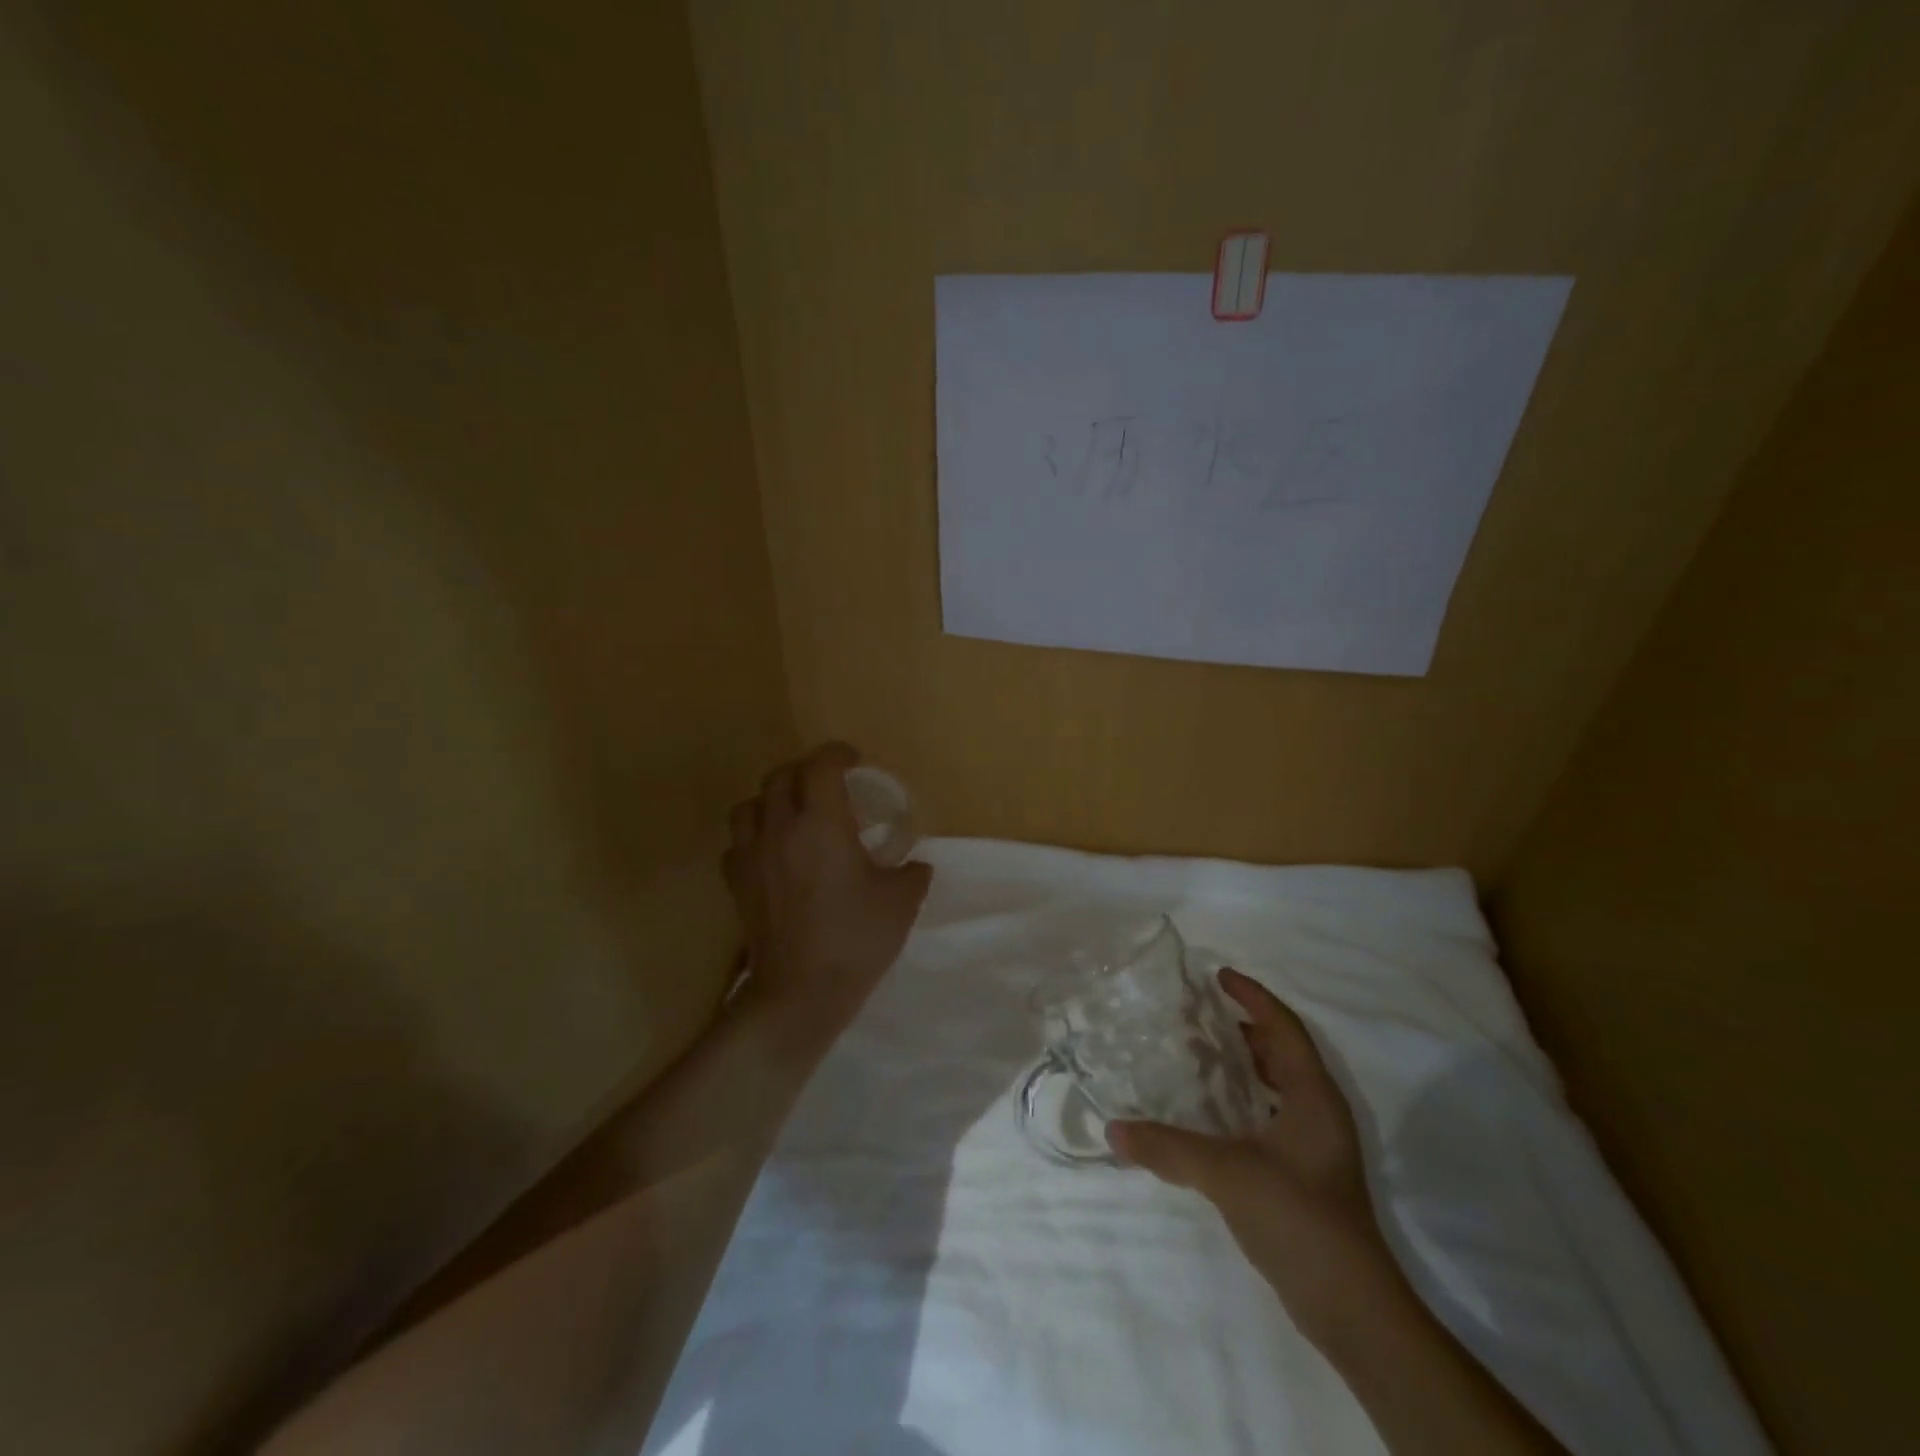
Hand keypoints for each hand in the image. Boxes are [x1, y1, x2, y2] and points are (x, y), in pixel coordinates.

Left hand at [723, 742, 932, 1053]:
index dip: (838, 753)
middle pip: (780, 776)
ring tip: (793, 813)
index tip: (854, 760)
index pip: (821, 765)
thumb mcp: (901, 902)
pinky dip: (753, 837)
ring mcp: (752, 856)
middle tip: (828, 783)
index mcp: (822, 823)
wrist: (800, 992)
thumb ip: (911, 873)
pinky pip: (737, 844)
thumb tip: (915, 865)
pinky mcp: (737, 884)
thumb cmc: (855, 939)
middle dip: (805, 770)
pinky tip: (771, 853)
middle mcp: (780, 828)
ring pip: (749, 804)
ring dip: (772, 799)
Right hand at [1108, 970, 1395, 1341]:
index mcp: (1313, 1095)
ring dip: (1241, 1064)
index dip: (1253, 996)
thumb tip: (1113, 1130)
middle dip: (1242, 1027)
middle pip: (1281, 1051)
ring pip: (1276, 1085)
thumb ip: (1168, 1148)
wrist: (1351, 1308)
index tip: (1217, 975)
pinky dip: (1241, 1099)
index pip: (1283, 1027)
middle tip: (1196, 1016)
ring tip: (1196, 1055)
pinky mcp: (1305, 1173)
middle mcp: (1319, 1111)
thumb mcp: (1227, 1174)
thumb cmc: (1298, 1218)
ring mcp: (1315, 1145)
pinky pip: (1270, 1114)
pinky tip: (1208, 1114)